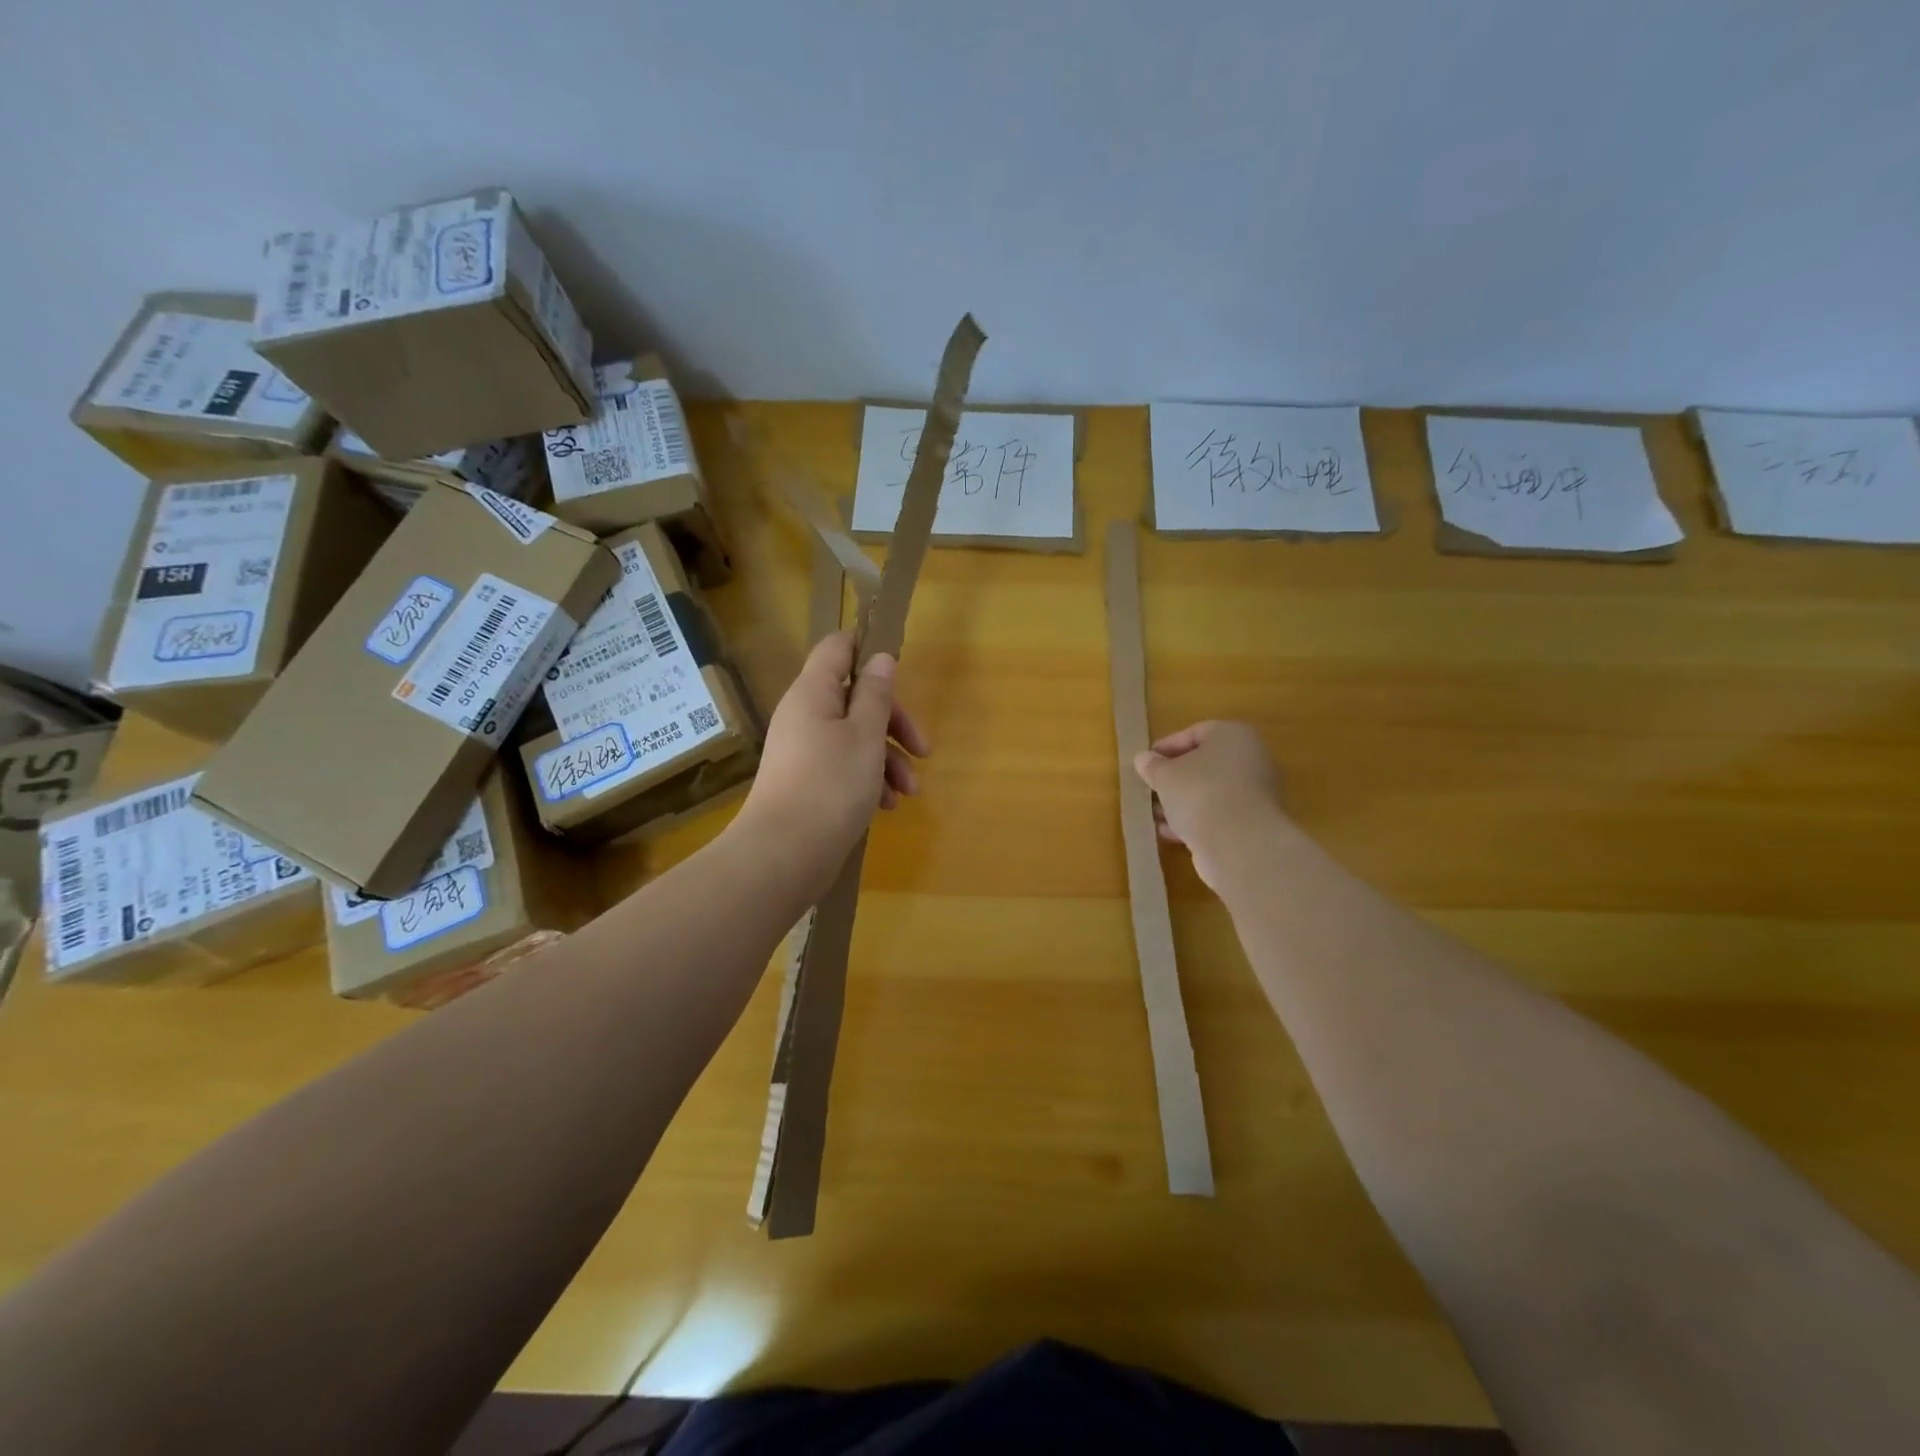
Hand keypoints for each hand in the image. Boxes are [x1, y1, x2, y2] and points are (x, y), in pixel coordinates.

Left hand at [737, 631, 929, 877]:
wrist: (784, 854)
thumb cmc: (831, 784)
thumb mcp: (866, 735)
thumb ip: (876, 694)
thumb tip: (880, 658)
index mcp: (813, 692)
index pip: (837, 648)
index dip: (868, 649)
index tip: (900, 669)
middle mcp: (804, 715)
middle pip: (855, 699)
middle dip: (894, 723)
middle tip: (923, 749)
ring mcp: (804, 750)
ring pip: (855, 737)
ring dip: (888, 759)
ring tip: (909, 792)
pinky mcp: (807, 782)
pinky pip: (844, 767)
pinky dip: (869, 779)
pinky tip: (887, 806)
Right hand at [1133, 720, 1283, 891]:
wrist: (1240, 844)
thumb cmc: (1200, 793)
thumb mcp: (1165, 775)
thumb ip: (1152, 765)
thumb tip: (1144, 759)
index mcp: (1233, 735)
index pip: (1195, 733)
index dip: (1166, 747)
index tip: (1145, 763)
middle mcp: (1250, 759)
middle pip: (1204, 764)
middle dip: (1173, 778)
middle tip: (1150, 788)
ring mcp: (1254, 793)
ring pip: (1210, 791)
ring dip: (1181, 801)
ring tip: (1155, 814)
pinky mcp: (1251, 823)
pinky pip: (1217, 814)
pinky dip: (1195, 820)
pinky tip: (1170, 832)